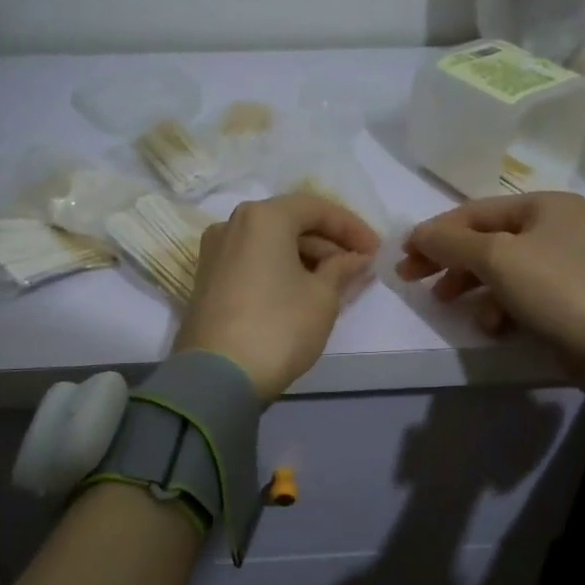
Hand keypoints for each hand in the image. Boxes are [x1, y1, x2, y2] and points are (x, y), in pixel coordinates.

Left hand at [175, 193, 379, 401]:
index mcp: (263, 217)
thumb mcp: (323, 297)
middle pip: (291, 223)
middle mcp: (233, 224)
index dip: (352, 227)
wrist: (218, 376)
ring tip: (337, 283)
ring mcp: (215, 252)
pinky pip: (254, 261)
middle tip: (358, 268)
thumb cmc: (279, 327)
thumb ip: (343, 269)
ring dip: (306, 257)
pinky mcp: (208, 279)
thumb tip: (357, 259)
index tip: (376, 250)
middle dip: (328, 243)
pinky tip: (304, 290)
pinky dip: (281, 269)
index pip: (317, 208)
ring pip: (271, 243)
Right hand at [396, 192, 584, 370]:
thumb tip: (417, 235)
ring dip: (470, 286)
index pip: (475, 212)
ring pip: (499, 269)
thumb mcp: (496, 258)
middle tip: (412, 279)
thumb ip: (450, 242)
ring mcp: (562, 262)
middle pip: (485, 240)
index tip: (404, 254)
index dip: (436, 231)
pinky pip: (518, 294)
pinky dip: (499, 307)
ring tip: (447, 304)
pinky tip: (493, 326)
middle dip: (448, 261)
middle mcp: (555, 226)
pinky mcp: (563, 297)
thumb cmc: (552, 286)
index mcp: (544, 204)